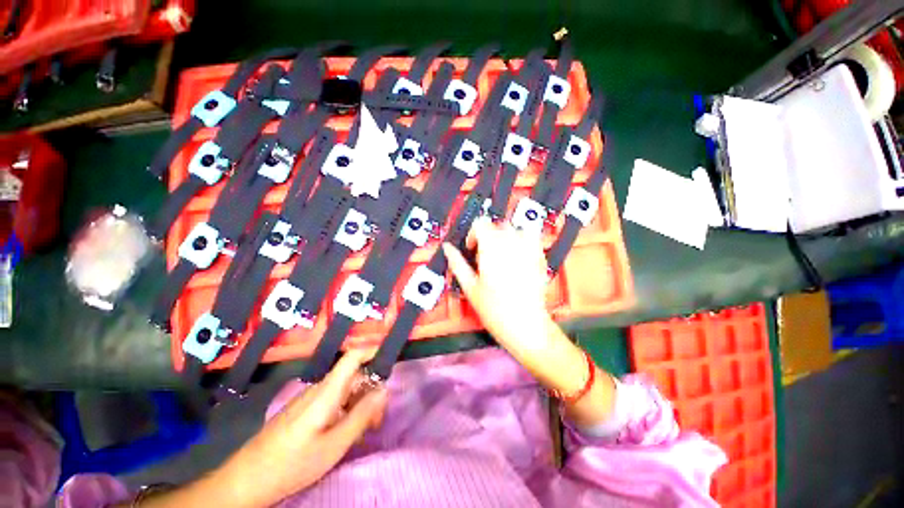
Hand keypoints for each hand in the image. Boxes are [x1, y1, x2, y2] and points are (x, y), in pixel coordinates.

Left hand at [212, 350, 387, 506]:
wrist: (247, 479)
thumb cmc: (292, 463)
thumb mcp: (334, 445)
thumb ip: (362, 415)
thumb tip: (384, 390)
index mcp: (327, 391)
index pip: (352, 356)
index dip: (373, 349)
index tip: (391, 357)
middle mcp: (320, 388)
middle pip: (354, 375)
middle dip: (371, 391)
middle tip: (377, 421)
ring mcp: (311, 398)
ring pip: (345, 390)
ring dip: (360, 404)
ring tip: (364, 431)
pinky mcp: (306, 409)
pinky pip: (334, 400)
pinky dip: (348, 411)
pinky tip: (346, 432)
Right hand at [443, 219, 616, 427]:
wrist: (525, 325)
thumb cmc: (495, 310)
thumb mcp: (470, 287)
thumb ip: (457, 263)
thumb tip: (447, 248)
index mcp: (492, 249)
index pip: (481, 224)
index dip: (473, 234)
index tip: (471, 248)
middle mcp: (511, 244)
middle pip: (497, 225)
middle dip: (488, 236)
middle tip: (484, 256)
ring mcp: (528, 249)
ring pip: (514, 229)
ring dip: (505, 237)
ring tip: (501, 255)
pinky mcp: (539, 257)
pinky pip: (532, 237)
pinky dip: (522, 240)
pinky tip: (517, 255)